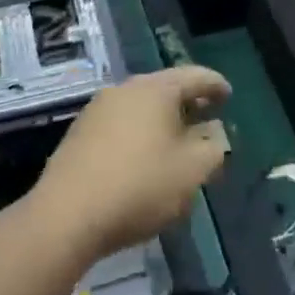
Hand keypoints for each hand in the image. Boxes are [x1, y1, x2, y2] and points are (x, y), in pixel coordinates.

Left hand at [32, 67, 230, 263]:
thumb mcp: (193, 170)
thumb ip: (214, 147)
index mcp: (156, 89)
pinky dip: (140, 133)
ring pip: (141, 107)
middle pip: (166, 88)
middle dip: (189, 103)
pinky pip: (121, 124)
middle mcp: (125, 89)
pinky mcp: (78, 134)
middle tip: (207, 119)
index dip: (216, 85)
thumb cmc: (139, 186)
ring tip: (177, 143)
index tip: (229, 96)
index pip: (196, 76)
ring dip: (163, 120)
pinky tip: (144, 159)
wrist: (65, 217)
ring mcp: (97, 110)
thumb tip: (214, 132)